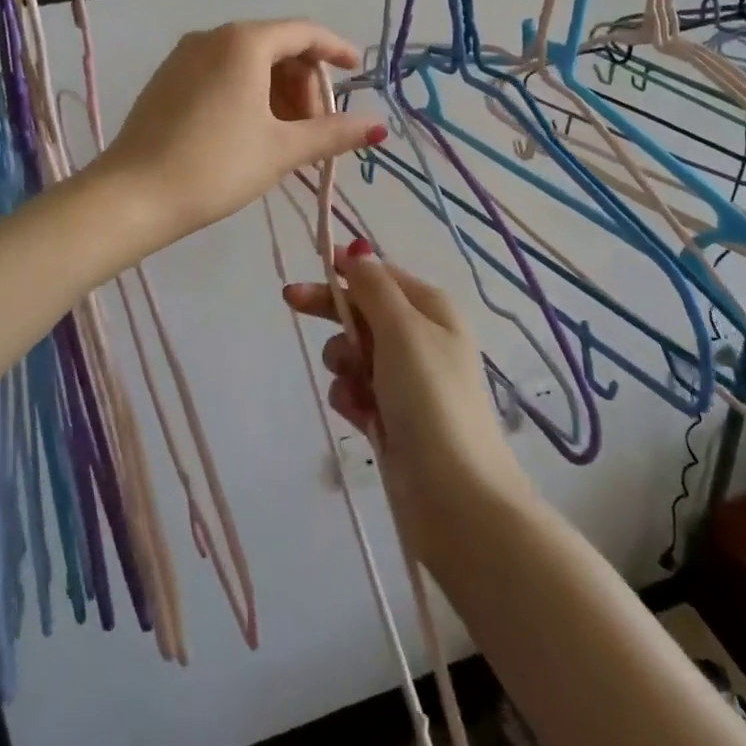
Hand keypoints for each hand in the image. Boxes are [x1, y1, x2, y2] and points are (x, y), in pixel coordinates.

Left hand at [99, 21, 385, 245]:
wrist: (132, 196)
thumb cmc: (215, 166)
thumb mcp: (281, 150)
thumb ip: (333, 133)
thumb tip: (378, 126)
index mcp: (244, 42)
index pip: (305, 32)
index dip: (337, 50)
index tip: (358, 71)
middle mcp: (212, 37)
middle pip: (277, 46)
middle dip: (304, 83)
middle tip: (315, 128)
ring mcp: (184, 56)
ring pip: (248, 61)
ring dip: (277, 92)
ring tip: (285, 137)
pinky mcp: (167, 79)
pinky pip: (221, 73)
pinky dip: (248, 93)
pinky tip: (251, 132)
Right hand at [285, 244, 531, 559]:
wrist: (456, 496)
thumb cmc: (430, 398)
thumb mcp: (403, 330)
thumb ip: (374, 287)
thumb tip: (359, 248)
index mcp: (431, 310)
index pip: (380, 276)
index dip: (346, 270)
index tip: (310, 265)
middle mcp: (421, 339)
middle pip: (364, 312)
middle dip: (334, 313)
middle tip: (290, 302)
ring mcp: (406, 381)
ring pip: (354, 354)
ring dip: (344, 364)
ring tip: (357, 388)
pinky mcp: (393, 416)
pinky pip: (357, 391)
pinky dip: (352, 398)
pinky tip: (361, 416)